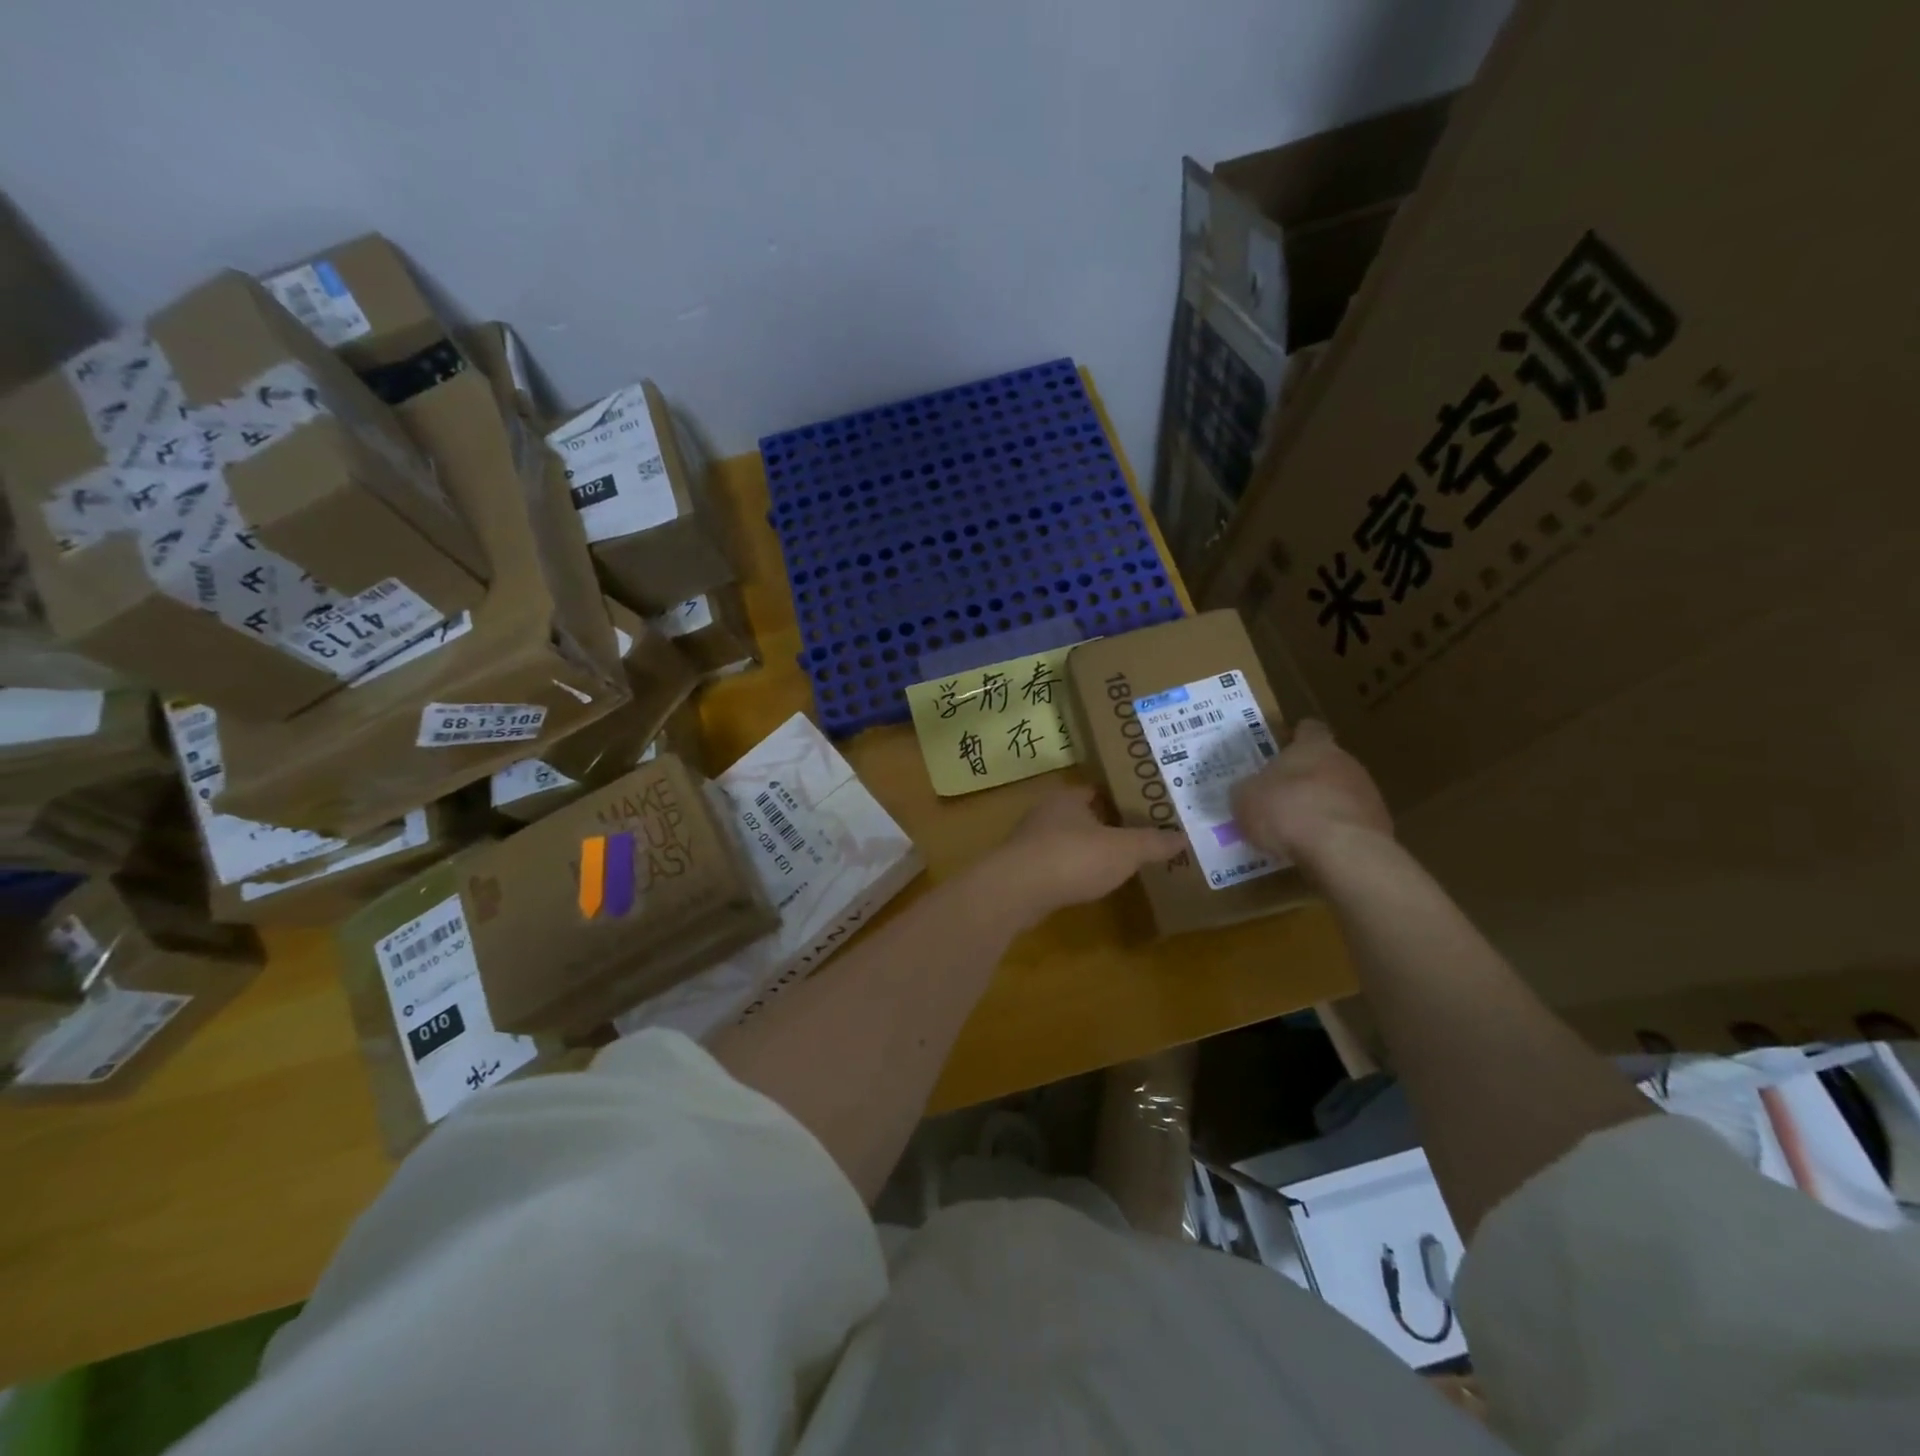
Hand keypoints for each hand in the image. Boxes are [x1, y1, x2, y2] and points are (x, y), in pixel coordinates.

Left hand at [975, 786, 1181, 926]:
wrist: (1017, 891)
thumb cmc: (1073, 858)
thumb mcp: (1124, 850)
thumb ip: (1153, 843)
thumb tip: (1182, 837)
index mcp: (1067, 797)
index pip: (1097, 789)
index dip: (1121, 797)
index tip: (1144, 808)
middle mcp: (1045, 813)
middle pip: (1081, 814)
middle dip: (1104, 824)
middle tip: (1136, 836)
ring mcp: (1030, 841)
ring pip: (1066, 839)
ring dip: (1086, 849)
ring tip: (1115, 861)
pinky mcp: (1023, 869)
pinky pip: (1055, 864)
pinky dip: (1071, 870)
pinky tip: (1086, 883)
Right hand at [1229, 720, 1391, 870]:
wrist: (1342, 851)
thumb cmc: (1286, 811)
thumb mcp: (1245, 799)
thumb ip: (1247, 790)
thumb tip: (1248, 791)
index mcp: (1313, 747)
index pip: (1309, 730)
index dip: (1296, 739)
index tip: (1283, 750)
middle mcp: (1345, 762)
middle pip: (1326, 762)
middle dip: (1306, 778)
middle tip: (1281, 797)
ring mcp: (1368, 794)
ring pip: (1341, 793)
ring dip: (1322, 806)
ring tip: (1298, 830)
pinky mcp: (1379, 825)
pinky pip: (1350, 823)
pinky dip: (1335, 832)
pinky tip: (1317, 849)